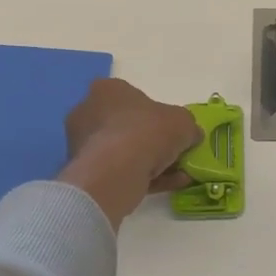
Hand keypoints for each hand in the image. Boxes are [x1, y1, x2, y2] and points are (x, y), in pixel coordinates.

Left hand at [60, 78, 202, 228]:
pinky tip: (170, 185)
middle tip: (176, 153)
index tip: (173, 129)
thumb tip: (191, 135)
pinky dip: (146, 178)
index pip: (132, 97)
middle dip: (152, 141)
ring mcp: (83, 145)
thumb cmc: (148, 132)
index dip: (156, 113)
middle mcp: (88, 113)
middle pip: (127, 126)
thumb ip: (188, 126)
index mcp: (106, 90)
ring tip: (179, 174)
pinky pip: (121, 172)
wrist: (118, 171)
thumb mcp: (183, 122)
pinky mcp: (87, 173)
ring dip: (152, 162)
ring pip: (124, 152)